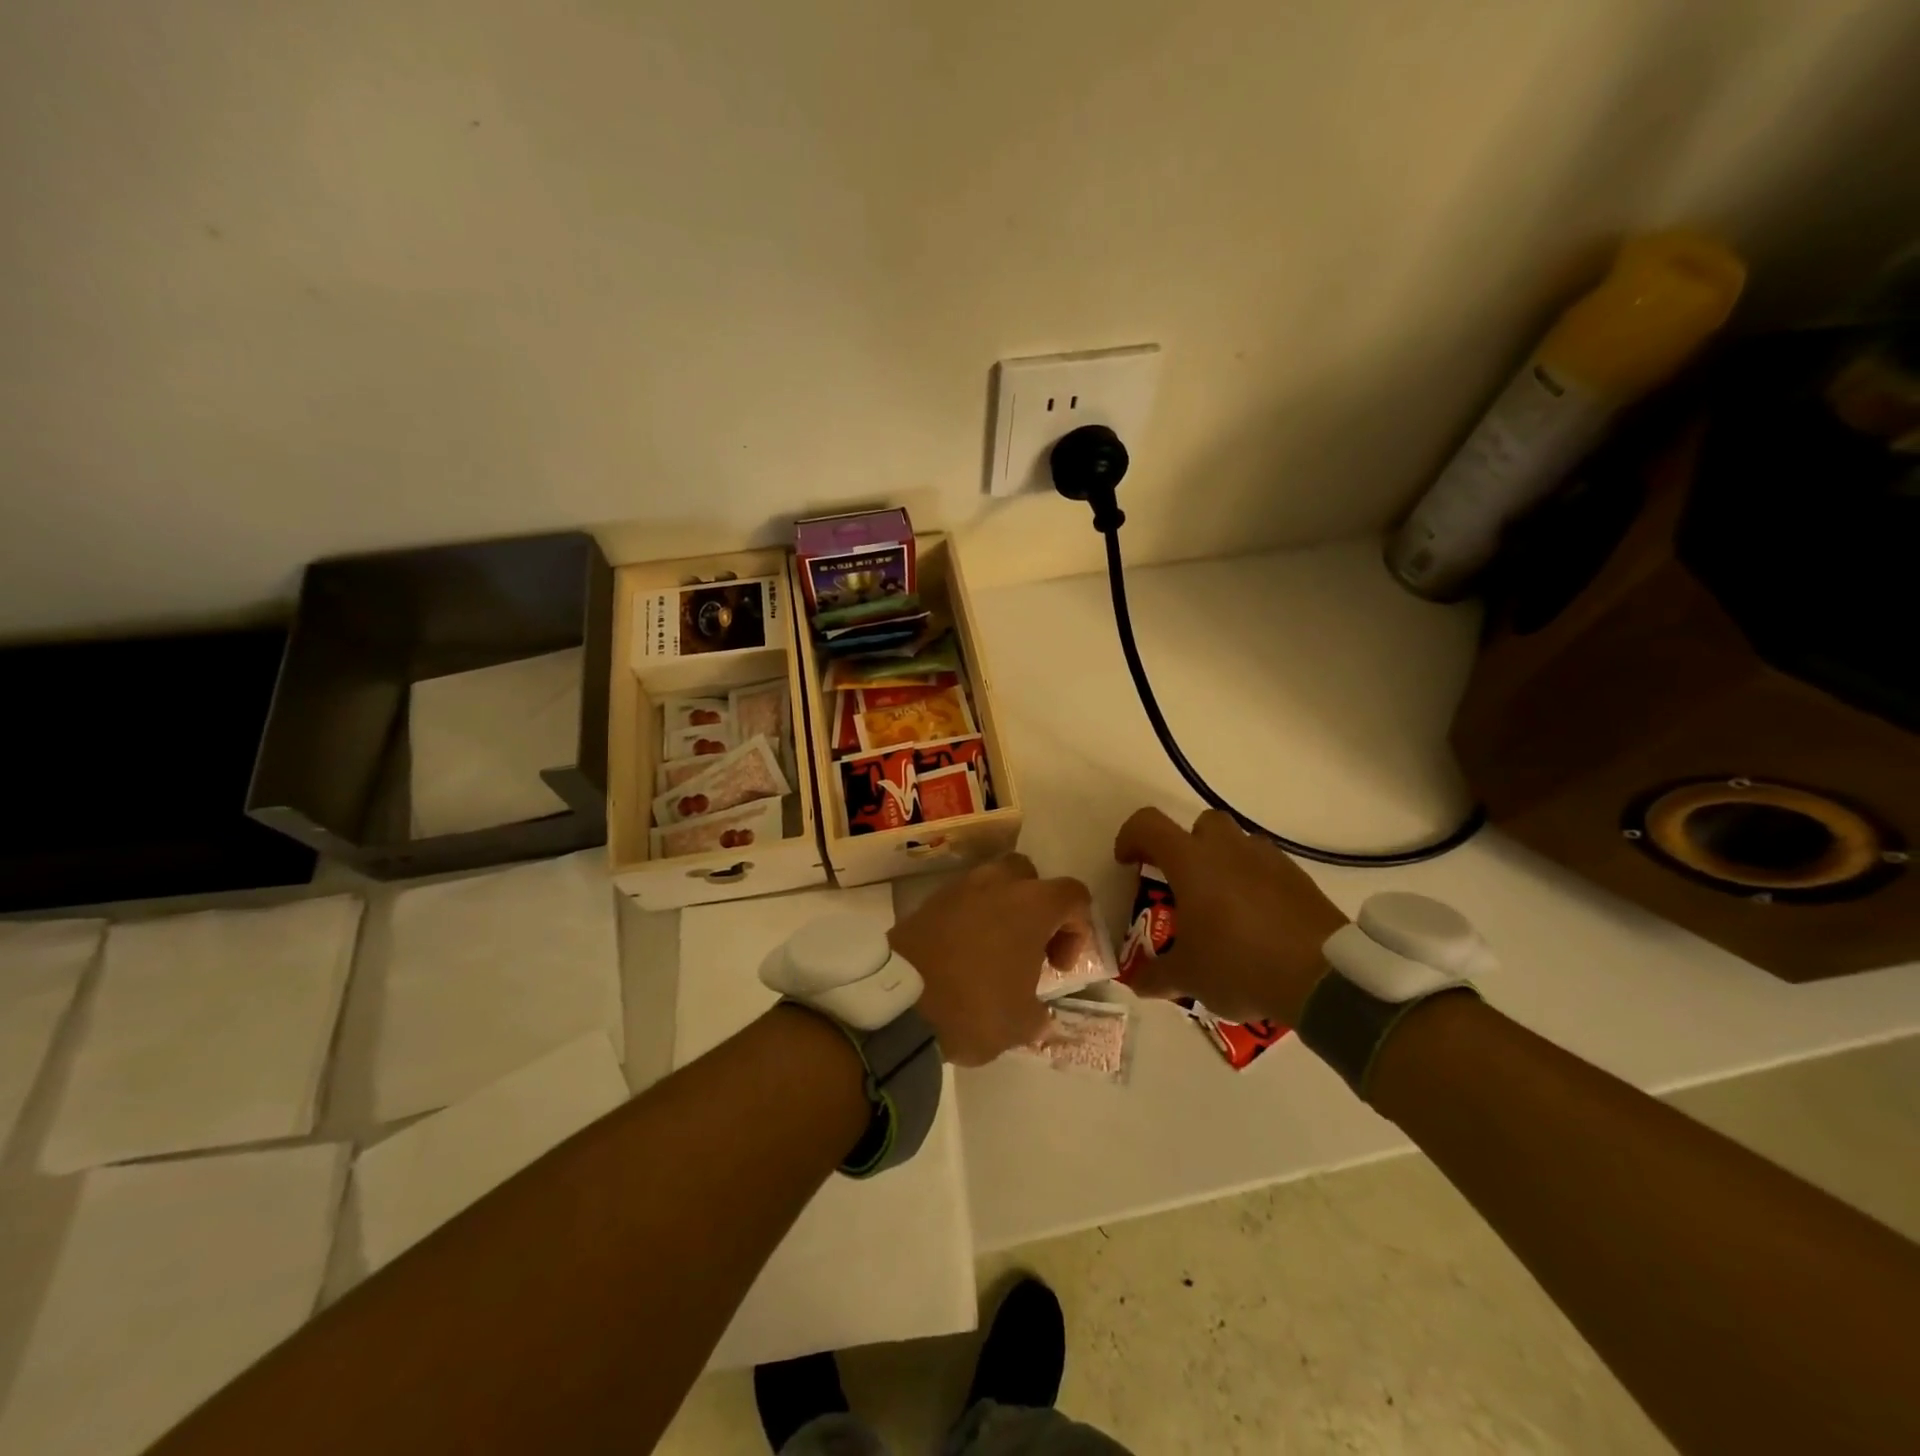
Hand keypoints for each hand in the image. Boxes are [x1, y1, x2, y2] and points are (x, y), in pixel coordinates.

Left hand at [890, 854, 1091, 1066]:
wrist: (899, 1003)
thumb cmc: (975, 1008)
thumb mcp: (1021, 1023)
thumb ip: (1039, 1013)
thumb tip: (1039, 1014)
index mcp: (1032, 905)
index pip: (1074, 895)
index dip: (1077, 929)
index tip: (1058, 966)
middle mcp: (997, 884)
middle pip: (1030, 876)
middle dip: (1037, 907)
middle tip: (1030, 948)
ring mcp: (959, 888)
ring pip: (993, 883)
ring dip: (1002, 910)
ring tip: (995, 952)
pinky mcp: (929, 901)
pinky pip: (962, 900)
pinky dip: (970, 919)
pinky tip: (964, 955)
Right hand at [1113, 807, 1347, 1024]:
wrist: (1325, 978)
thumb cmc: (1240, 965)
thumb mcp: (1188, 977)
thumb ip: (1156, 975)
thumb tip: (1137, 981)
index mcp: (1192, 862)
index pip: (1149, 825)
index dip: (1131, 837)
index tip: (1128, 863)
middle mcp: (1229, 849)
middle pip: (1201, 823)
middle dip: (1186, 846)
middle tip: (1183, 883)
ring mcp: (1269, 860)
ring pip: (1239, 843)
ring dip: (1224, 862)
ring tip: (1222, 905)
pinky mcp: (1300, 879)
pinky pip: (1268, 868)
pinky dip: (1256, 883)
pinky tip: (1257, 921)